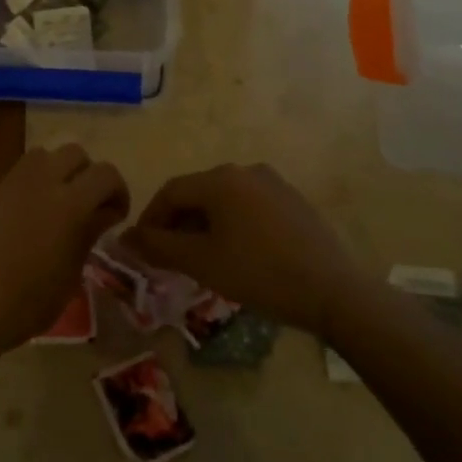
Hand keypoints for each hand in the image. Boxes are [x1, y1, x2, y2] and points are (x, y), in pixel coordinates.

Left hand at [0, 144, 129, 353]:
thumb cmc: (28, 304)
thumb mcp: (70, 275)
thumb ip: (88, 233)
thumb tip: (103, 212)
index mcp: (68, 204)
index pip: (105, 173)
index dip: (117, 190)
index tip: (115, 213)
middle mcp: (39, 183)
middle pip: (73, 152)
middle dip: (86, 173)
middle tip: (85, 204)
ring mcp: (5, 186)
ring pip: (38, 157)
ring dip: (53, 172)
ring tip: (52, 205)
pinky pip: (8, 185)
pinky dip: (20, 198)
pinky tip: (12, 230)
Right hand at [123, 163, 362, 336]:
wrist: (334, 292)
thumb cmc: (260, 274)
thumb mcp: (202, 262)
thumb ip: (160, 246)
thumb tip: (127, 237)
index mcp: (221, 179)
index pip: (171, 191)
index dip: (151, 219)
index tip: (142, 248)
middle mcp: (245, 170)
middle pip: (198, 192)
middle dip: (178, 223)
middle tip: (170, 257)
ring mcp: (273, 183)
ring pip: (224, 200)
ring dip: (205, 225)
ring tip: (201, 258)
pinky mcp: (293, 200)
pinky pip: (249, 206)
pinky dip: (232, 224)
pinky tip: (237, 253)